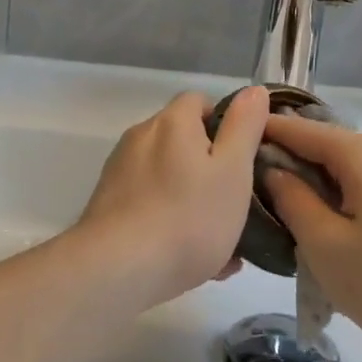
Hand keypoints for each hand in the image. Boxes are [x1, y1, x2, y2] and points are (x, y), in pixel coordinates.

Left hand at [75, 88, 268, 307]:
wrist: (117, 270)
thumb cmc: (187, 217)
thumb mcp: (233, 170)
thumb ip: (245, 127)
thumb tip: (254, 91)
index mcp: (172, 122)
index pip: (200, 102)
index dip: (226, 124)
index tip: (244, 158)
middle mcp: (141, 138)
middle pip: (184, 141)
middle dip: (211, 169)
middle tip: (237, 206)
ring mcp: (120, 172)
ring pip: (169, 178)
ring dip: (194, 201)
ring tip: (221, 245)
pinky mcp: (108, 206)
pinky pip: (151, 205)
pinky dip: (171, 221)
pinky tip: (192, 260)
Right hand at [262, 115, 361, 360]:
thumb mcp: (328, 248)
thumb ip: (293, 202)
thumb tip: (274, 170)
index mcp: (361, 153)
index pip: (298, 130)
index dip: (263, 134)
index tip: (232, 141)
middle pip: (326, 147)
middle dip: (291, 167)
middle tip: (259, 199)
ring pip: (351, 169)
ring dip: (322, 188)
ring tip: (298, 224)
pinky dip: (349, 199)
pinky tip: (343, 234)